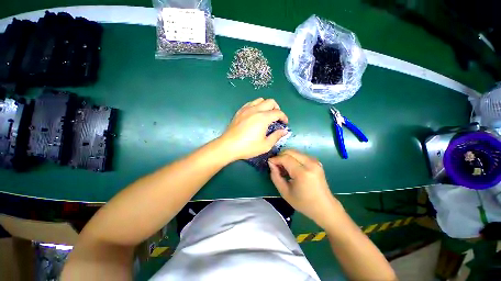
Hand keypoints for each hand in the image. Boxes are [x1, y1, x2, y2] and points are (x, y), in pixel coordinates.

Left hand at [218, 98, 288, 160]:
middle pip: (270, 102)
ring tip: (266, 115)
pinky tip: (255, 114)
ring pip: (260, 100)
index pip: (278, 112)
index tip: (284, 123)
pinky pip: (250, 103)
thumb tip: (284, 131)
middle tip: (277, 118)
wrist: (228, 146)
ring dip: (266, 105)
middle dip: (277, 108)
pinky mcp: (239, 111)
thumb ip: (276, 136)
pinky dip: (256, 106)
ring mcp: (246, 109)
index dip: (284, 117)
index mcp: (263, 118)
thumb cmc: (248, 147)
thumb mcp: (265, 145)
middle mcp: (255, 110)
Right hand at [268, 150, 343, 228]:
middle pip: (290, 151)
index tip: (269, 163)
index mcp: (303, 173)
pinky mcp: (316, 162)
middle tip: (275, 165)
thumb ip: (275, 176)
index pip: (285, 158)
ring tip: (283, 167)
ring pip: (294, 151)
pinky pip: (300, 155)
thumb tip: (271, 163)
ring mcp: (315, 161)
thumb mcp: (285, 192)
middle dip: (280, 156)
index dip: (275, 159)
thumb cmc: (304, 203)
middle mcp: (310, 163)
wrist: (325, 207)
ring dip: (286, 156)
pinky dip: (292, 158)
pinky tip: (291, 167)